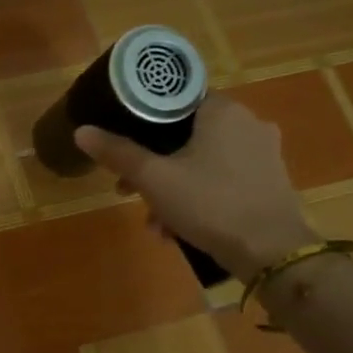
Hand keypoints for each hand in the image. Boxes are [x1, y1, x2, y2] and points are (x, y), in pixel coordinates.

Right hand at [75, 94, 314, 282]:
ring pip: (203, 161)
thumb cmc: (209, 203)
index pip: (174, 100)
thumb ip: (117, 153)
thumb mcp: (154, 179)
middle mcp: (248, 122)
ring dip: (173, 188)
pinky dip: (199, 196)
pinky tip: (181, 229)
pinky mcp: (271, 180)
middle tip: (129, 191)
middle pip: (185, 135)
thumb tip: (81, 131)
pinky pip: (223, 179)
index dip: (143, 123)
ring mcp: (264, 152)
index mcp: (222, 110)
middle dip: (153, 167)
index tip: (124, 147)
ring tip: (155, 223)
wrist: (271, 251)